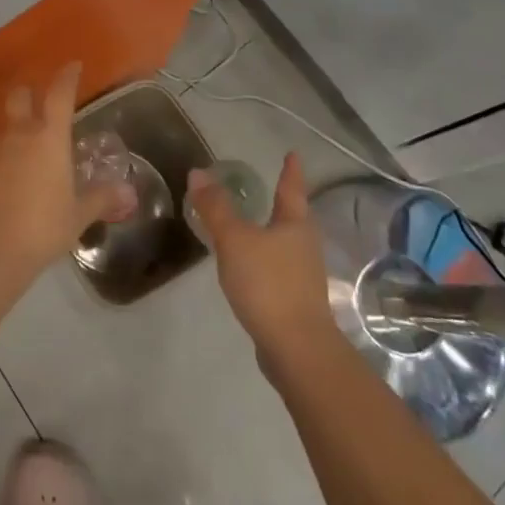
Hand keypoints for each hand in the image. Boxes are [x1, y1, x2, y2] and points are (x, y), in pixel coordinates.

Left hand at [0, 63, 134, 274]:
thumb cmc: (44, 224)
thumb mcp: (79, 214)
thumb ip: (101, 198)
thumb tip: (128, 192)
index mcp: (50, 137)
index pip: (59, 94)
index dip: (67, 77)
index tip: (73, 66)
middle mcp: (19, 133)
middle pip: (20, 96)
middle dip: (28, 94)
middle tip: (37, 105)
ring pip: (3, 127)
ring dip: (13, 134)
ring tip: (22, 157)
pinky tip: (1, 182)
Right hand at [189, 152, 338, 370]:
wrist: (297, 350)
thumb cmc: (268, 284)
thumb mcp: (234, 240)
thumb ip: (215, 208)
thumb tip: (198, 173)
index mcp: (295, 224)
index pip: (292, 188)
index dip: (291, 170)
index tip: (292, 154)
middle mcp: (305, 246)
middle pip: (294, 217)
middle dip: (282, 203)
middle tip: (269, 188)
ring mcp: (304, 276)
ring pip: (286, 244)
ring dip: (271, 233)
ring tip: (253, 226)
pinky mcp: (296, 302)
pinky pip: (279, 269)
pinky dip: (265, 260)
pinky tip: (249, 268)